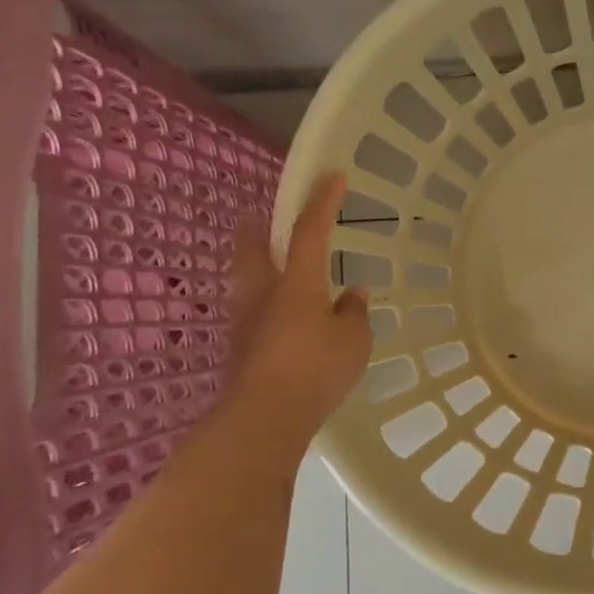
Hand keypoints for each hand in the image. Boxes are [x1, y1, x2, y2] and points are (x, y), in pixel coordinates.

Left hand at [222, 172, 372, 436]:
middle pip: (253, 247)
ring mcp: (245, 322)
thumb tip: (351, 295)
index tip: (332, 174)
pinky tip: (287, 324)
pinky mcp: (240, 350)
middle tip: (263, 218)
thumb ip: (354, 312)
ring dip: (260, 269)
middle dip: (258, 227)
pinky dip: (268, 307)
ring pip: (247, 281)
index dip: (323, 200)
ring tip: (281, 276)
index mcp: (297, 282)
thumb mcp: (354, 339)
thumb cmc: (316, 368)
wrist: (263, 419)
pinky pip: (254, 315)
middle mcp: (264, 293)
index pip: (310, 230)